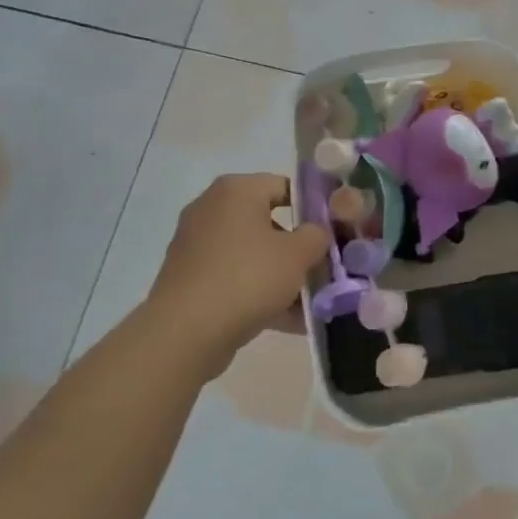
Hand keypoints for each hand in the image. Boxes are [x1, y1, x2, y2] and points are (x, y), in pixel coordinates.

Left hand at [143, 173, 328, 374]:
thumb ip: (317, 235)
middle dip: (297, 248)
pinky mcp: (189, 278)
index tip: (332, 234)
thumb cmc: (248, 277)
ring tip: (309, 303)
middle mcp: (212, 209)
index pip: (284, 186)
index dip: (313, 208)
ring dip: (281, 275)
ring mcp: (196, 244)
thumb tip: (316, 233)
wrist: (185, 332)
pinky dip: (258, 293)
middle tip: (322, 270)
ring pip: (252, 254)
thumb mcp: (298, 254)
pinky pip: (234, 278)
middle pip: (268, 223)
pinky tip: (286, 320)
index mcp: (236, 190)